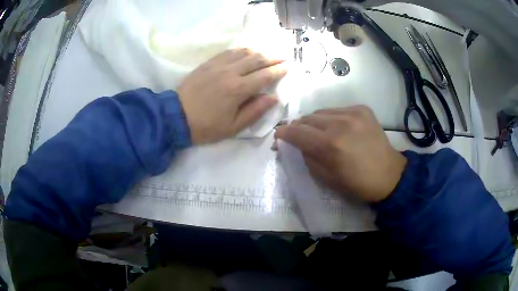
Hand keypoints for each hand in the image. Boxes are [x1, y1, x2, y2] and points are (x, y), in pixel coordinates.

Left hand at [177, 48, 286, 143]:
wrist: (176, 117)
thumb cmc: (205, 126)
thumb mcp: (233, 127)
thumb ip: (255, 111)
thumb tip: (273, 98)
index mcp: (238, 90)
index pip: (265, 76)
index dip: (279, 71)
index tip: (288, 67)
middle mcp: (230, 72)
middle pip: (257, 60)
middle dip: (273, 58)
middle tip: (283, 58)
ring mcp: (218, 65)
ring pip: (243, 52)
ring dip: (258, 52)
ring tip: (267, 54)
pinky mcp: (208, 63)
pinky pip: (228, 52)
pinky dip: (241, 50)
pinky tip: (246, 51)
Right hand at [275, 106, 406, 202]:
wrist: (389, 174)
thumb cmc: (357, 183)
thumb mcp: (326, 178)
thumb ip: (307, 157)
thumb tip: (295, 144)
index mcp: (330, 145)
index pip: (297, 132)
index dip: (284, 133)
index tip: (279, 136)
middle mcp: (340, 123)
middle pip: (307, 118)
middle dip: (298, 127)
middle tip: (297, 136)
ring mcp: (353, 113)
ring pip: (321, 111)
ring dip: (314, 122)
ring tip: (316, 131)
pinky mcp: (362, 109)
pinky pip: (337, 110)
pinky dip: (331, 118)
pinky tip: (336, 127)